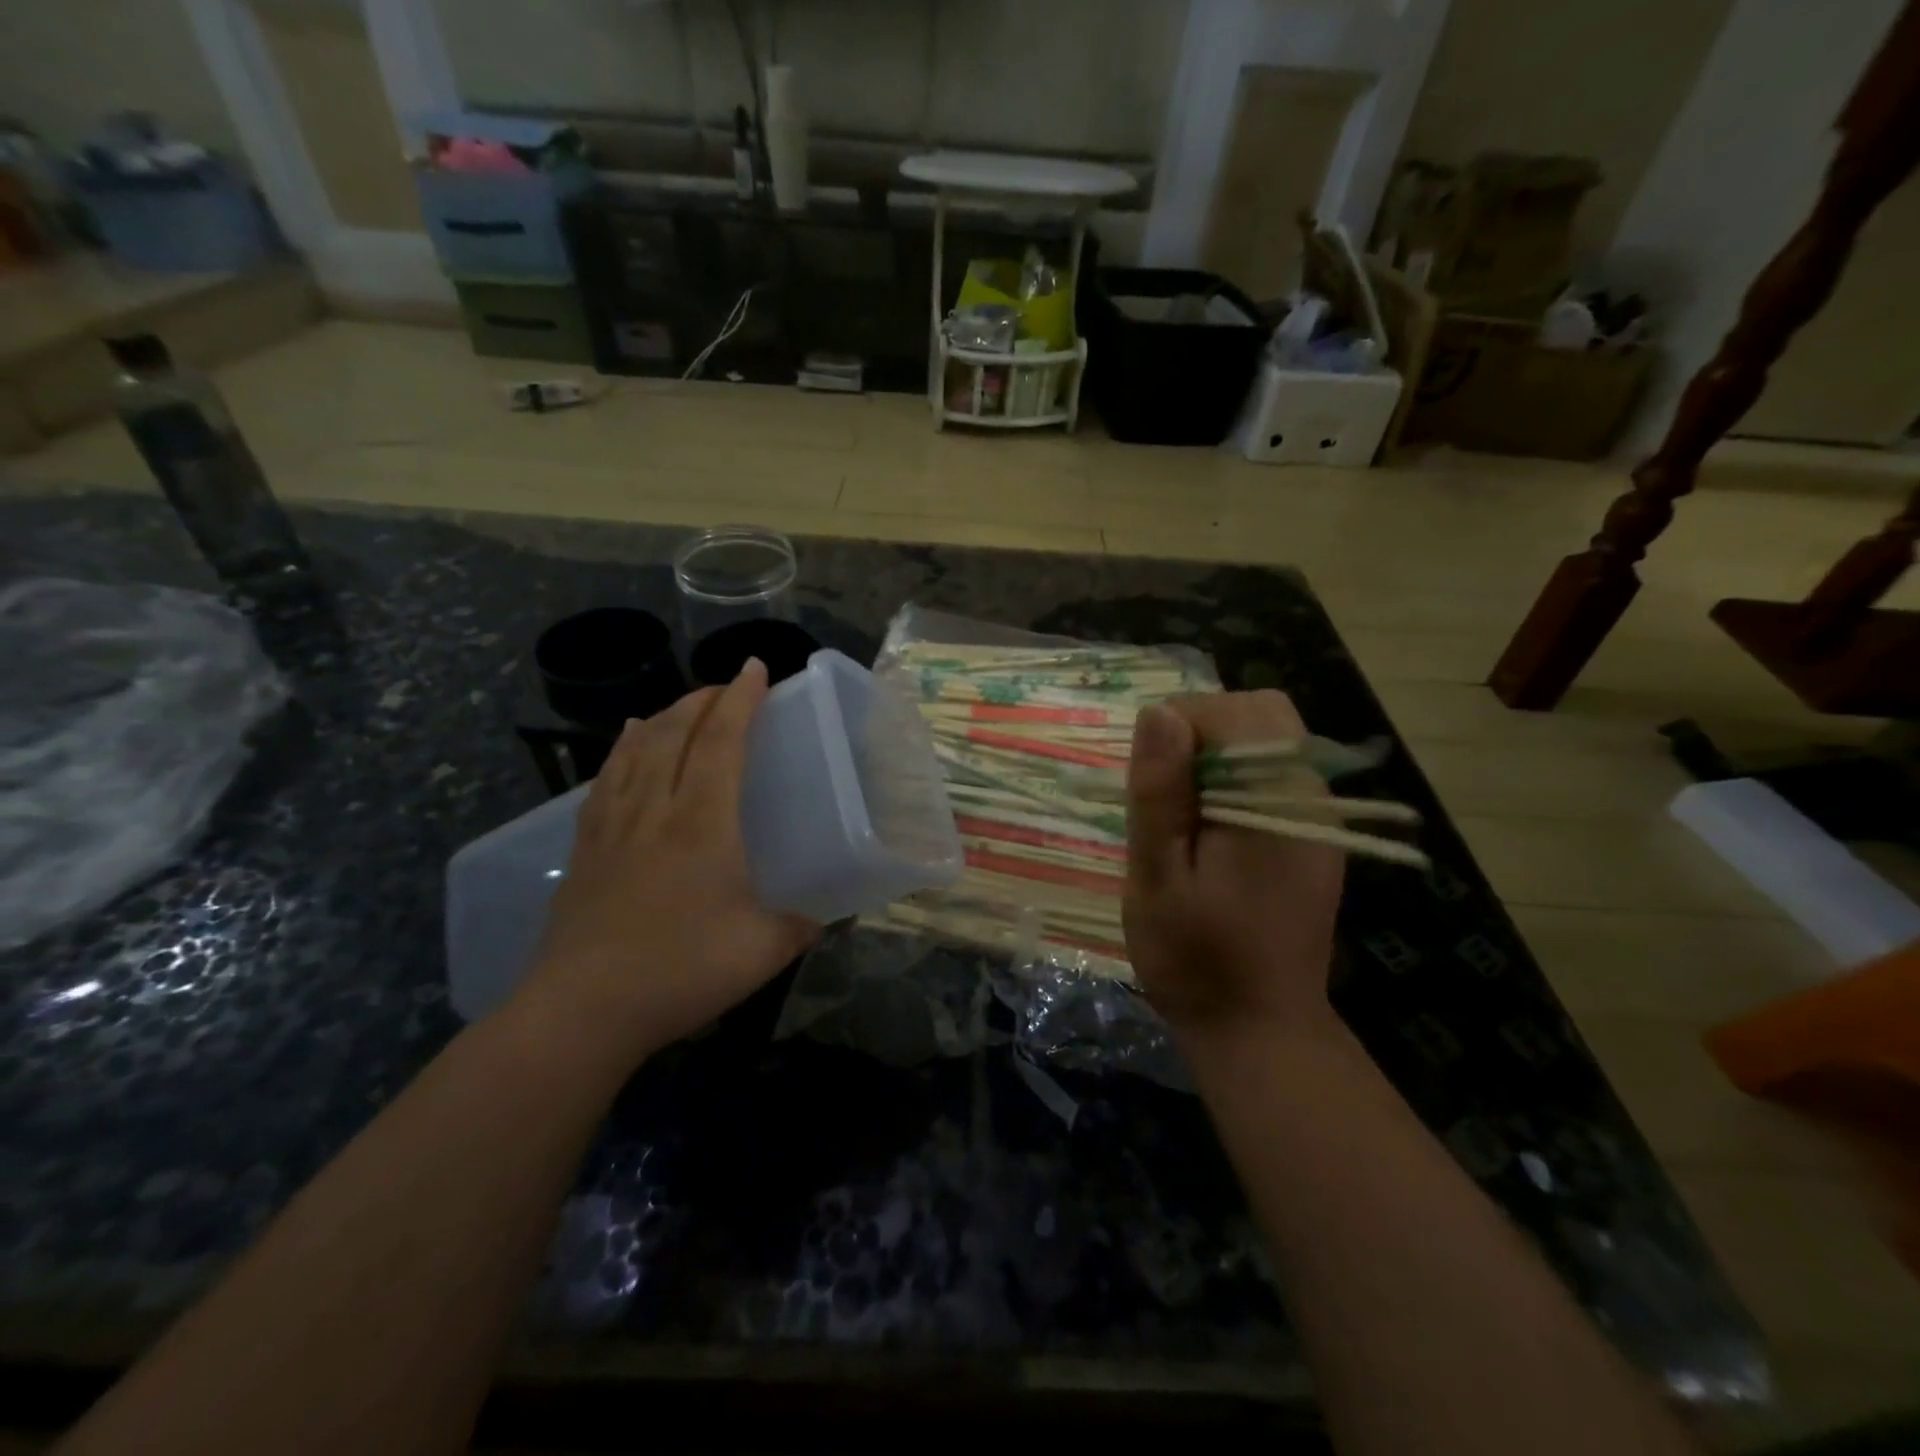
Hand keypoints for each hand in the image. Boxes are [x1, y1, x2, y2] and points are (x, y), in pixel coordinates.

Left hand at [512, 660, 819, 1072]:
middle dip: (703, 699)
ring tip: (684, 705)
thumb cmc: (680, 971)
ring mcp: (614, 826)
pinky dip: (622, 748)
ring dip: (664, 716)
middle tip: (726, 688)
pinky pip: (606, 778)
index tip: (755, 671)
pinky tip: (626, 739)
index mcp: (703, 823)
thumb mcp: (762, 952)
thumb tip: (819, 920)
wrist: (582, 1010)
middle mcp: (656, 809)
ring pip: (636, 748)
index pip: (721, 742)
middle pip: (675, 732)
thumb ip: (799, 927)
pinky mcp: (585, 847)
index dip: (740, 700)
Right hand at [1123, 691, 1345, 1046]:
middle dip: (1201, 732)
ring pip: (1266, 739)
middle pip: (1261, 714)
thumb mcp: (1157, 877)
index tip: (1152, 783)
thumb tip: (1158, 712)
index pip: (1235, 712)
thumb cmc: (1196, 959)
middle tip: (1166, 795)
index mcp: (1275, 804)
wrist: (1258, 1030)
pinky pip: (1270, 774)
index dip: (1181, 728)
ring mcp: (1317, 816)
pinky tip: (1209, 833)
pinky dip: (1232, 781)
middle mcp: (1310, 797)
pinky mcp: (1310, 835)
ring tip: (1183, 817)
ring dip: (1215, 757)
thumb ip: (1160, 793)